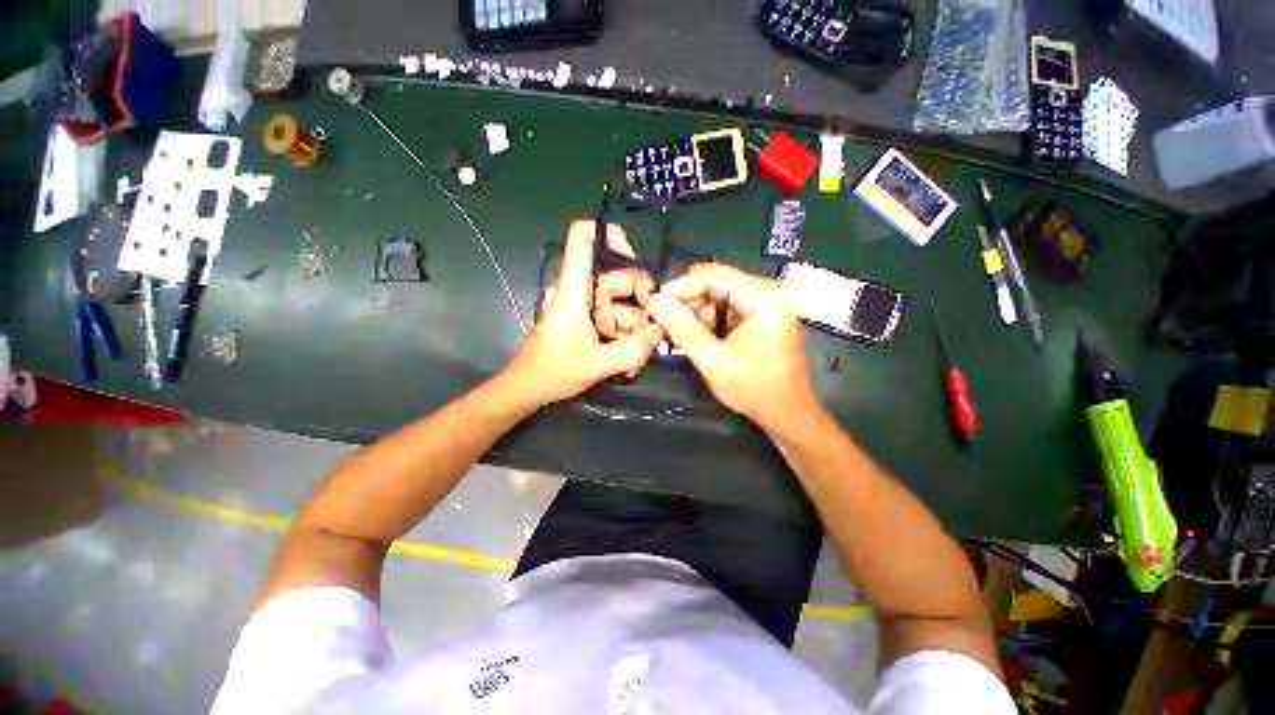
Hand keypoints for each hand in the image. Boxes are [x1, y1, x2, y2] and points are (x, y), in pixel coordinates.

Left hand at [505, 220, 663, 407]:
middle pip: (619, 279)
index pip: (583, 238)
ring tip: (635, 362)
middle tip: (652, 333)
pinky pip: (617, 324)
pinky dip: (626, 340)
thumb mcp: (596, 364)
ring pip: (623, 307)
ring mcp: (588, 310)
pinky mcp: (591, 325)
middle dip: (641, 305)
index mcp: (575, 290)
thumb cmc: (552, 372)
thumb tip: (659, 332)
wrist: (527, 391)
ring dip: (635, 332)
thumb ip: (633, 349)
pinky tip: (628, 364)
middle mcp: (583, 293)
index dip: (609, 235)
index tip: (634, 258)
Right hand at [647, 264, 817, 427]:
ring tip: (684, 334)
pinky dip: (708, 318)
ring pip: (717, 293)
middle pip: (715, 281)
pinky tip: (701, 337)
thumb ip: (681, 328)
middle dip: (687, 300)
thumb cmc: (754, 389)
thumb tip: (653, 300)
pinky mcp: (760, 313)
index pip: (712, 276)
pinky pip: (725, 305)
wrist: (787, 413)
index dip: (679, 288)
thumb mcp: (712, 360)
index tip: (653, 305)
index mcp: (764, 296)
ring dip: (696, 311)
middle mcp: (767, 290)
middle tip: (665, 321)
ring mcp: (765, 300)